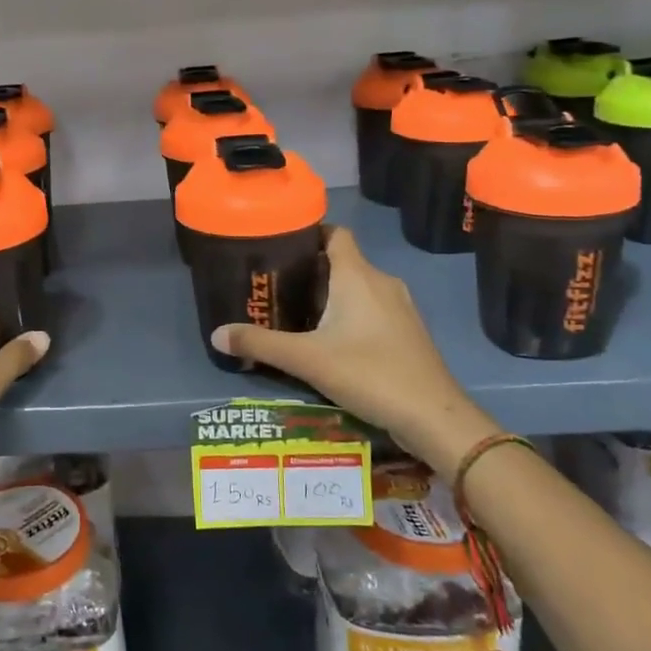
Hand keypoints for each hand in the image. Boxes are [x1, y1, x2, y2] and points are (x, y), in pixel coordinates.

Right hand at [212, 227, 495, 474]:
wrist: (434, 417)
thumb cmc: (369, 374)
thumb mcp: (306, 360)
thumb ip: (260, 344)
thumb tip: (216, 334)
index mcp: (358, 276)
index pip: (335, 234)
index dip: (309, 234)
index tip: (280, 246)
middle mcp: (382, 282)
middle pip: (343, 262)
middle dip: (311, 271)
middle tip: (276, 286)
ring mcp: (400, 308)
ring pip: (358, 288)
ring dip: (330, 295)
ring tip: (296, 313)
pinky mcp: (408, 332)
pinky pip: (372, 310)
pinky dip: (350, 315)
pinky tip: (330, 341)